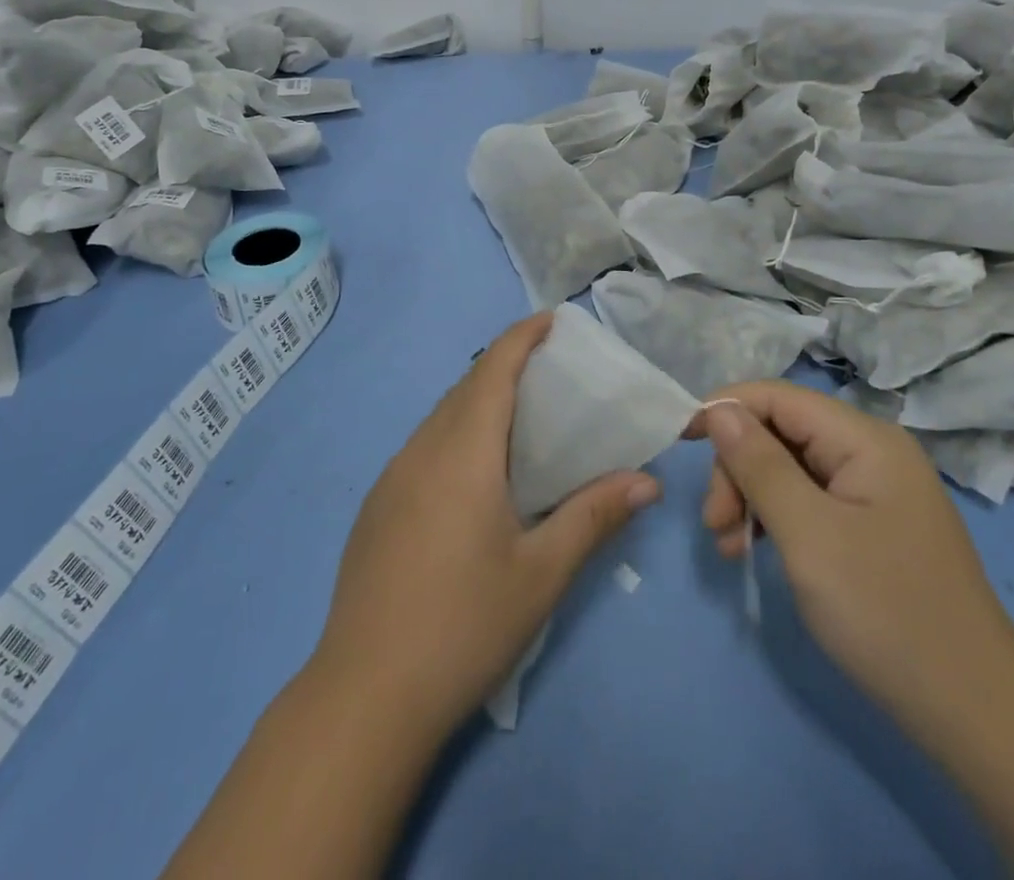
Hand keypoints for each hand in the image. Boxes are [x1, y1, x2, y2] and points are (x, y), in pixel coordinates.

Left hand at [311, 313, 660, 738]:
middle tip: (551, 374)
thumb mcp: (542, 572)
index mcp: (463, 452)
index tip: (553, 320)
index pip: (493, 369)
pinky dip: (456, 434)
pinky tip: (475, 475)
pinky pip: (424, 446)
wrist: (366, 694)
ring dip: (479, 401)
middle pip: (466, 387)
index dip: (522, 336)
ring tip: (521, 420)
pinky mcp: (378, 505)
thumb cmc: (465, 624)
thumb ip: (595, 516)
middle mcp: (422, 450)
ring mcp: (392, 477)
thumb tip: (647, 481)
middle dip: (506, 366)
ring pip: (441, 417)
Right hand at [696, 382, 1013, 714]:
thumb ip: (758, 465)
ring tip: (729, 544)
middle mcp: (872, 452)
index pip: (778, 397)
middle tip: (716, 522)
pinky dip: (774, 519)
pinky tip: (752, 550)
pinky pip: (808, 501)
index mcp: (865, 440)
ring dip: (750, 497)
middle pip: (780, 432)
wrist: (975, 716)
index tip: (679, 439)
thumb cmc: (886, 611)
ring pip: (789, 468)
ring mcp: (874, 490)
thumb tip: (719, 409)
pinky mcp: (872, 525)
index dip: (725, 408)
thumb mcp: (808, 534)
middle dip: (738, 468)